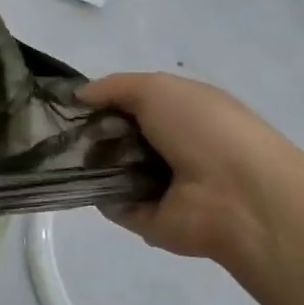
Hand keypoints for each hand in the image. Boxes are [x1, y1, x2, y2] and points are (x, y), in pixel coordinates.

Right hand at [76, 72, 303, 263]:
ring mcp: (158, 185)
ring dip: (89, 162)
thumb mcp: (158, 88)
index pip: (133, 104)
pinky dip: (95, 193)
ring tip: (66, 156)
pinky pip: (110, 202)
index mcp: (182, 113)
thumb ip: (115, 87)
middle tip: (66, 131)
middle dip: (90, 132)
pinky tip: (81, 182)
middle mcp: (171, 147)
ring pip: (110, 169)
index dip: (103, 101)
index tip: (71, 103)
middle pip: (117, 136)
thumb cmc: (203, 129)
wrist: (237, 196)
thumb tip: (79, 96)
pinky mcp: (147, 217)